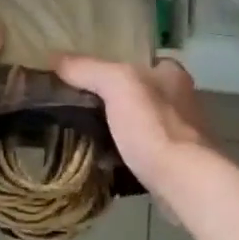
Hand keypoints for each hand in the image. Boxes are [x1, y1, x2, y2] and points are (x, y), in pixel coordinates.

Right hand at [52, 54, 217, 203]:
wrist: (184, 181)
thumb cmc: (153, 126)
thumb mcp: (116, 85)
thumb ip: (87, 69)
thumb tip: (54, 58)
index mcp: (172, 73)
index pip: (136, 62)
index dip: (109, 67)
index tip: (82, 79)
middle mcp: (181, 99)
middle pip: (137, 93)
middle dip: (111, 101)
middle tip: (77, 108)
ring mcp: (181, 133)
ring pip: (139, 123)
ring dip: (117, 129)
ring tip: (85, 134)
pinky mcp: (176, 162)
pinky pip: (142, 150)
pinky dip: (125, 153)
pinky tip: (104, 160)